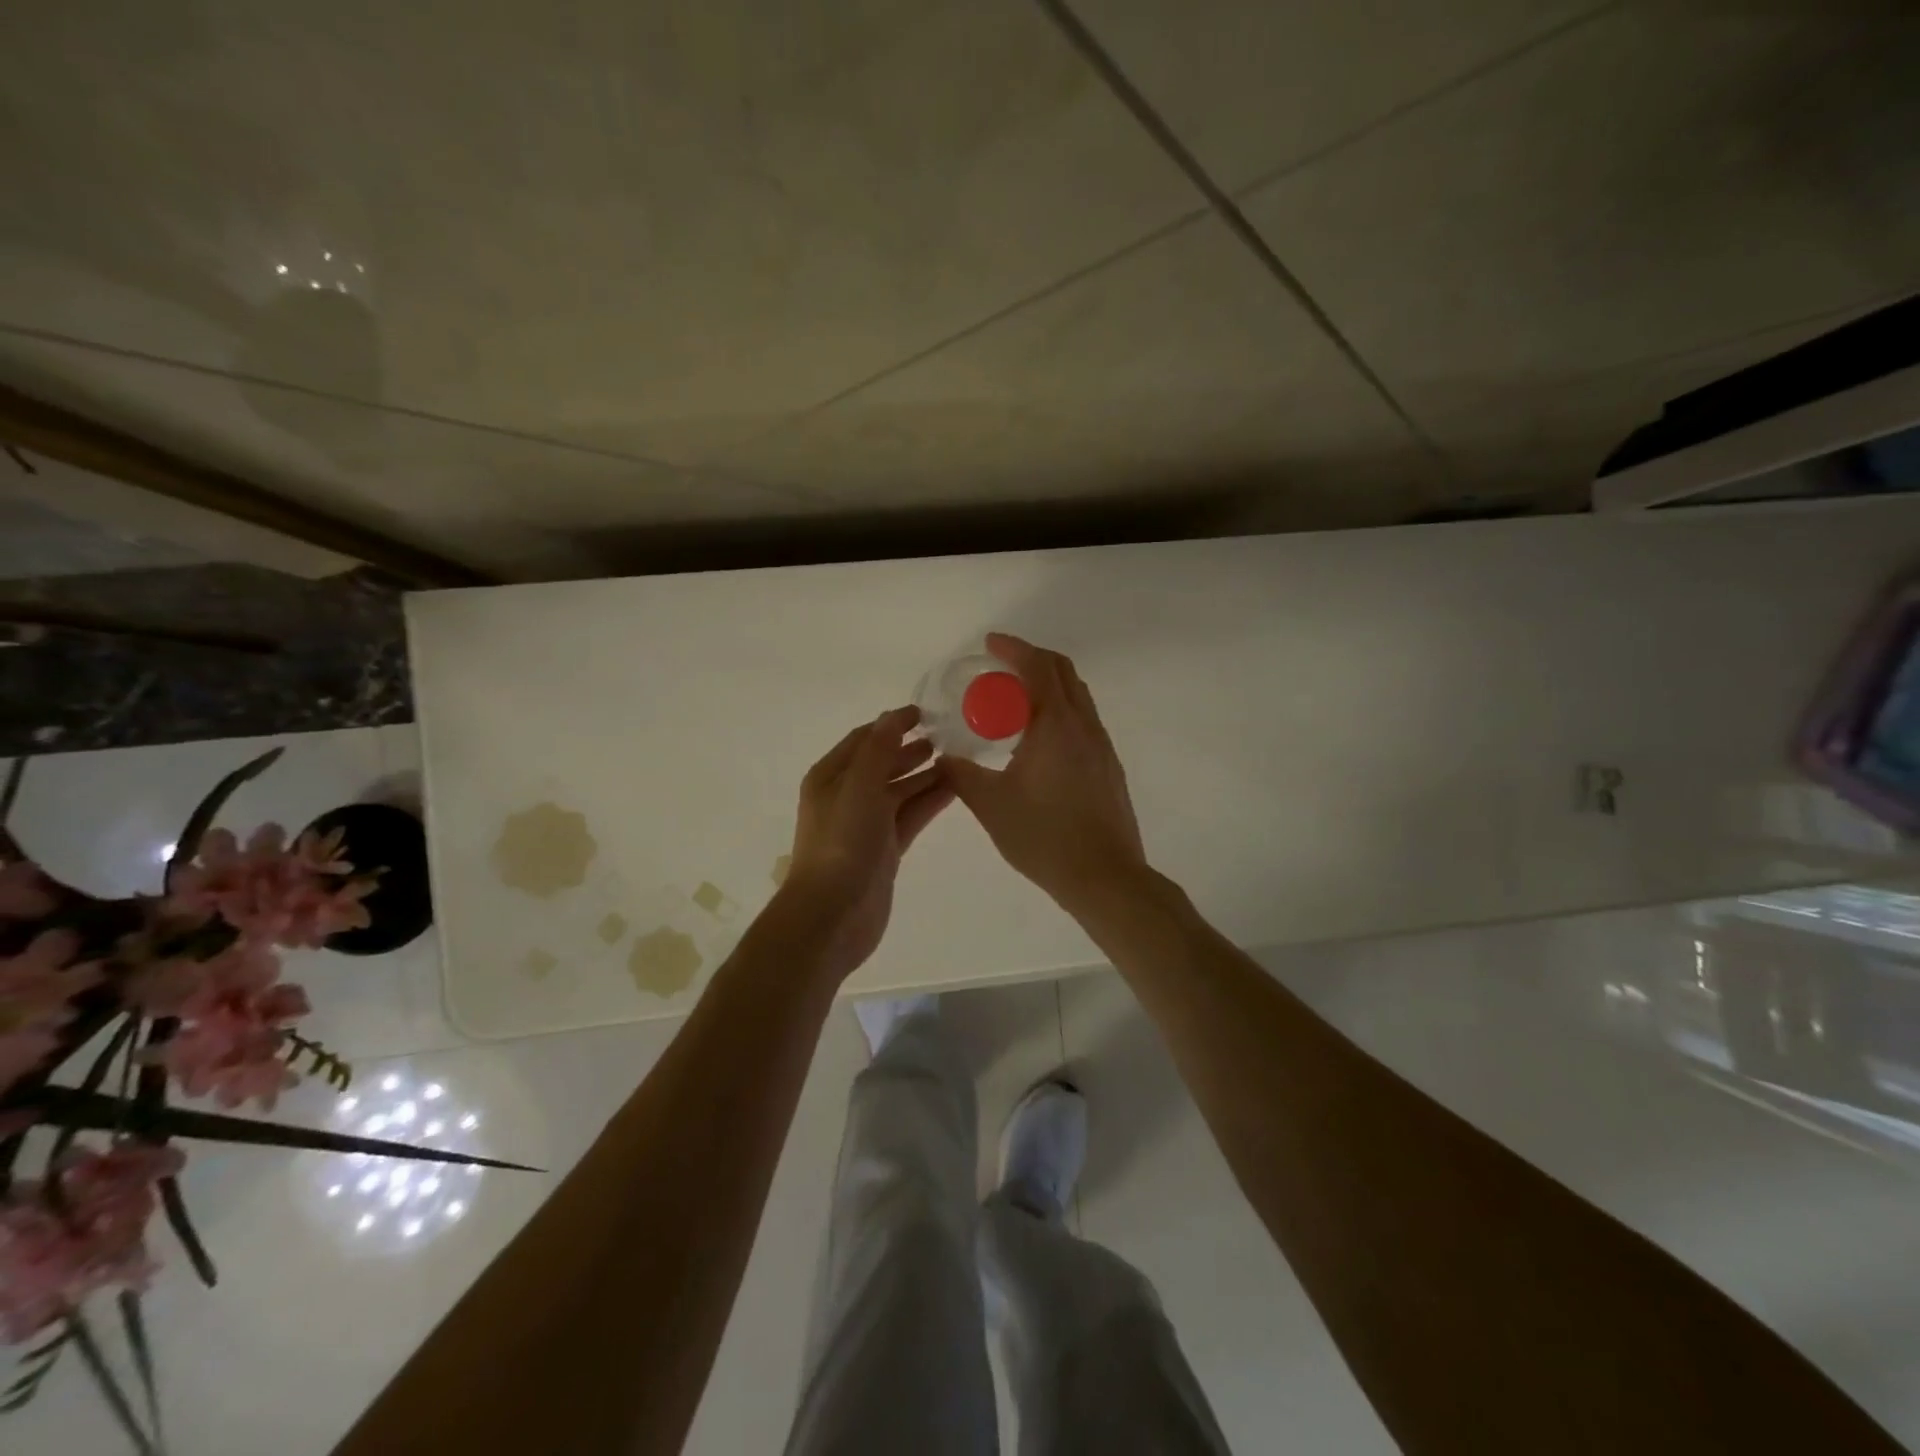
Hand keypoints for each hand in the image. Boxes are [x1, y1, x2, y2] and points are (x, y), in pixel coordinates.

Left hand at [780, 705, 954, 981]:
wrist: (833, 914)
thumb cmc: (842, 842)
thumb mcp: (859, 786)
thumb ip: (880, 749)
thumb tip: (894, 715)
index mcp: (830, 776)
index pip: (864, 739)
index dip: (892, 723)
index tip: (926, 712)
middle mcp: (847, 796)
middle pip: (883, 763)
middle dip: (911, 749)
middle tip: (949, 737)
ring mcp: (867, 824)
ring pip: (900, 790)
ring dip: (925, 774)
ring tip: (958, 759)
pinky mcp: (885, 849)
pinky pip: (910, 816)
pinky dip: (930, 801)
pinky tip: (955, 789)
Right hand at [942, 634, 1147, 912]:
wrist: (1104, 877)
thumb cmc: (1044, 837)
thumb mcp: (991, 805)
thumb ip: (962, 775)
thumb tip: (943, 756)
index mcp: (1056, 725)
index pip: (1037, 667)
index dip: (1013, 648)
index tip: (990, 643)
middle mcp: (1084, 726)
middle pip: (1063, 672)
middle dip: (1032, 659)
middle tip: (1001, 668)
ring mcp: (1102, 746)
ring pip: (1078, 696)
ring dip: (1048, 685)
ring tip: (1016, 702)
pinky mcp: (1109, 767)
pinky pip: (1083, 721)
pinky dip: (1059, 711)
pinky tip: (1038, 740)